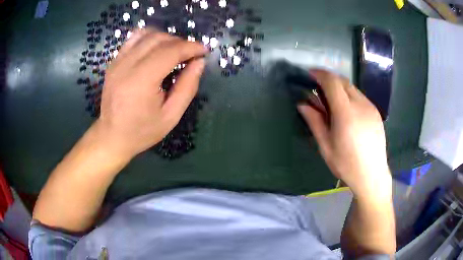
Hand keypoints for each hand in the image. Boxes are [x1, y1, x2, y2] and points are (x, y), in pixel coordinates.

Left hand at [94, 29, 207, 159]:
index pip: (170, 51)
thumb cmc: (142, 131)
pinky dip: (149, 38)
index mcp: (141, 82)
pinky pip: (133, 39)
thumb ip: (188, 87)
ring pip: (146, 34)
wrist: (112, 136)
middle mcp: (127, 66)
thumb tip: (199, 62)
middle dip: (180, 42)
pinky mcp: (113, 61)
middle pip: (159, 39)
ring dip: (165, 37)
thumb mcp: (171, 116)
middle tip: (190, 54)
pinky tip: (156, 49)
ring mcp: (117, 62)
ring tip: (174, 51)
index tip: (204, 50)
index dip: (190, 47)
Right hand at [298, 69, 390, 197]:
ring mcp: (370, 107)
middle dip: (329, 79)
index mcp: (346, 113)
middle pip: (343, 81)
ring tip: (332, 102)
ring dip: (340, 88)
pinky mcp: (376, 112)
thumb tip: (302, 104)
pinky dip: (349, 96)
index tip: (310, 75)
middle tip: (319, 89)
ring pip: (352, 88)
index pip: (332, 82)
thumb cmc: (346, 164)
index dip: (319, 74)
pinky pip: (360, 96)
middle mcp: (360, 104)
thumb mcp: (326, 146)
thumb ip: (314, 122)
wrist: (372, 175)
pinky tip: (347, 111)